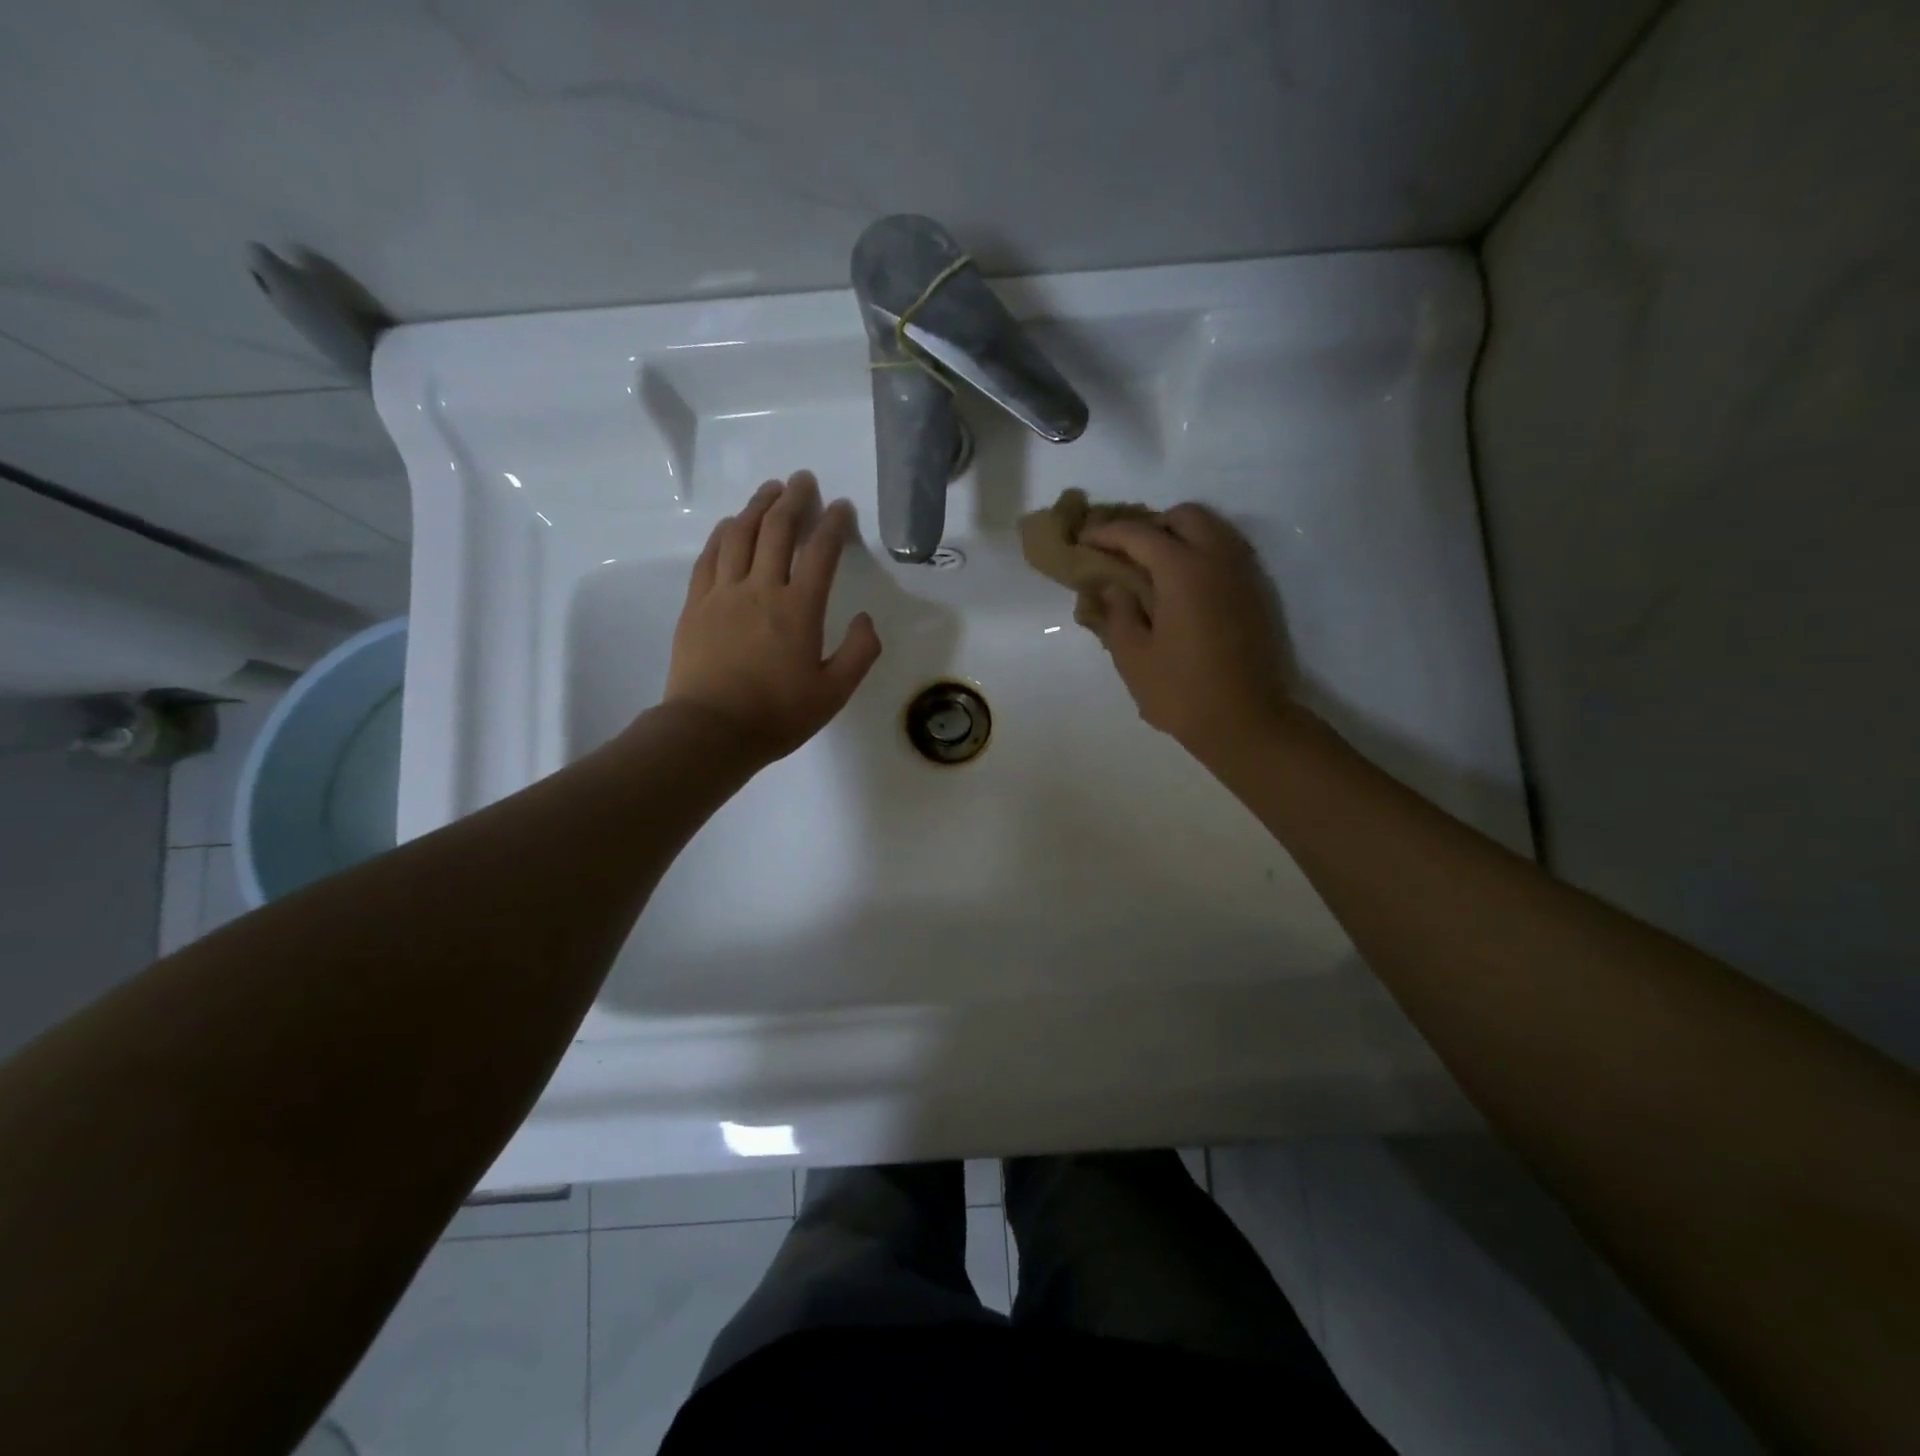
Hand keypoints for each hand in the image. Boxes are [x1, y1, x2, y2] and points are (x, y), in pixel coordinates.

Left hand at [662, 471, 881, 764]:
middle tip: (804, 481)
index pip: (820, 552)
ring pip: (740, 534)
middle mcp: (761, 589)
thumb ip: (859, 653)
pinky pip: (710, 556)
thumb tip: (866, 619)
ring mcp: (723, 593)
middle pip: (777, 530)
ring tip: (770, 490)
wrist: (711, 731)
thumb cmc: (777, 715)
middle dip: (794, 500)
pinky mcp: (696, 604)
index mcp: (799, 609)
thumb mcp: (834, 693)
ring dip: (758, 506)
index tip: (842, 507)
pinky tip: (731, 524)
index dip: (834, 524)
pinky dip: (724, 533)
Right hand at [1080, 503, 1293, 760]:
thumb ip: (1117, 612)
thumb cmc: (1181, 692)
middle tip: (1124, 553)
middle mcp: (1217, 559)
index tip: (1082, 540)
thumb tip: (1113, 586)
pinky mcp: (1256, 593)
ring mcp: (1243, 574)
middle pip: (1183, 516)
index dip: (1106, 533)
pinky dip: (1200, 553)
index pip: (1139, 534)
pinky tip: (1181, 586)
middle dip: (1150, 526)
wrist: (1246, 722)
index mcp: (1183, 570)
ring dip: (1178, 536)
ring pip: (1211, 530)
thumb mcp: (1133, 656)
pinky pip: (1226, 552)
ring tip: (1151, 568)